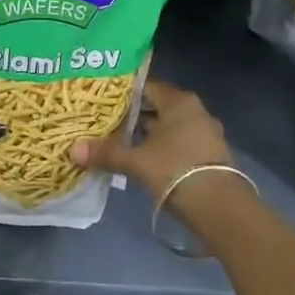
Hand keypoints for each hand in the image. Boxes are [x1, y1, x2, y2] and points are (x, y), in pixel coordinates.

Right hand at [70, 79, 235, 206]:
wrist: (220, 207)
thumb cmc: (176, 170)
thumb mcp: (138, 161)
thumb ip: (107, 153)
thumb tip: (73, 149)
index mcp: (179, 101)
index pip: (148, 87)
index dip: (125, 94)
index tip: (104, 102)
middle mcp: (195, 111)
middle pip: (159, 107)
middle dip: (135, 116)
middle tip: (108, 123)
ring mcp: (206, 133)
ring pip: (171, 128)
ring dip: (150, 135)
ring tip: (123, 144)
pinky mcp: (211, 156)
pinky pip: (181, 144)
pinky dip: (165, 150)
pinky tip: (148, 163)